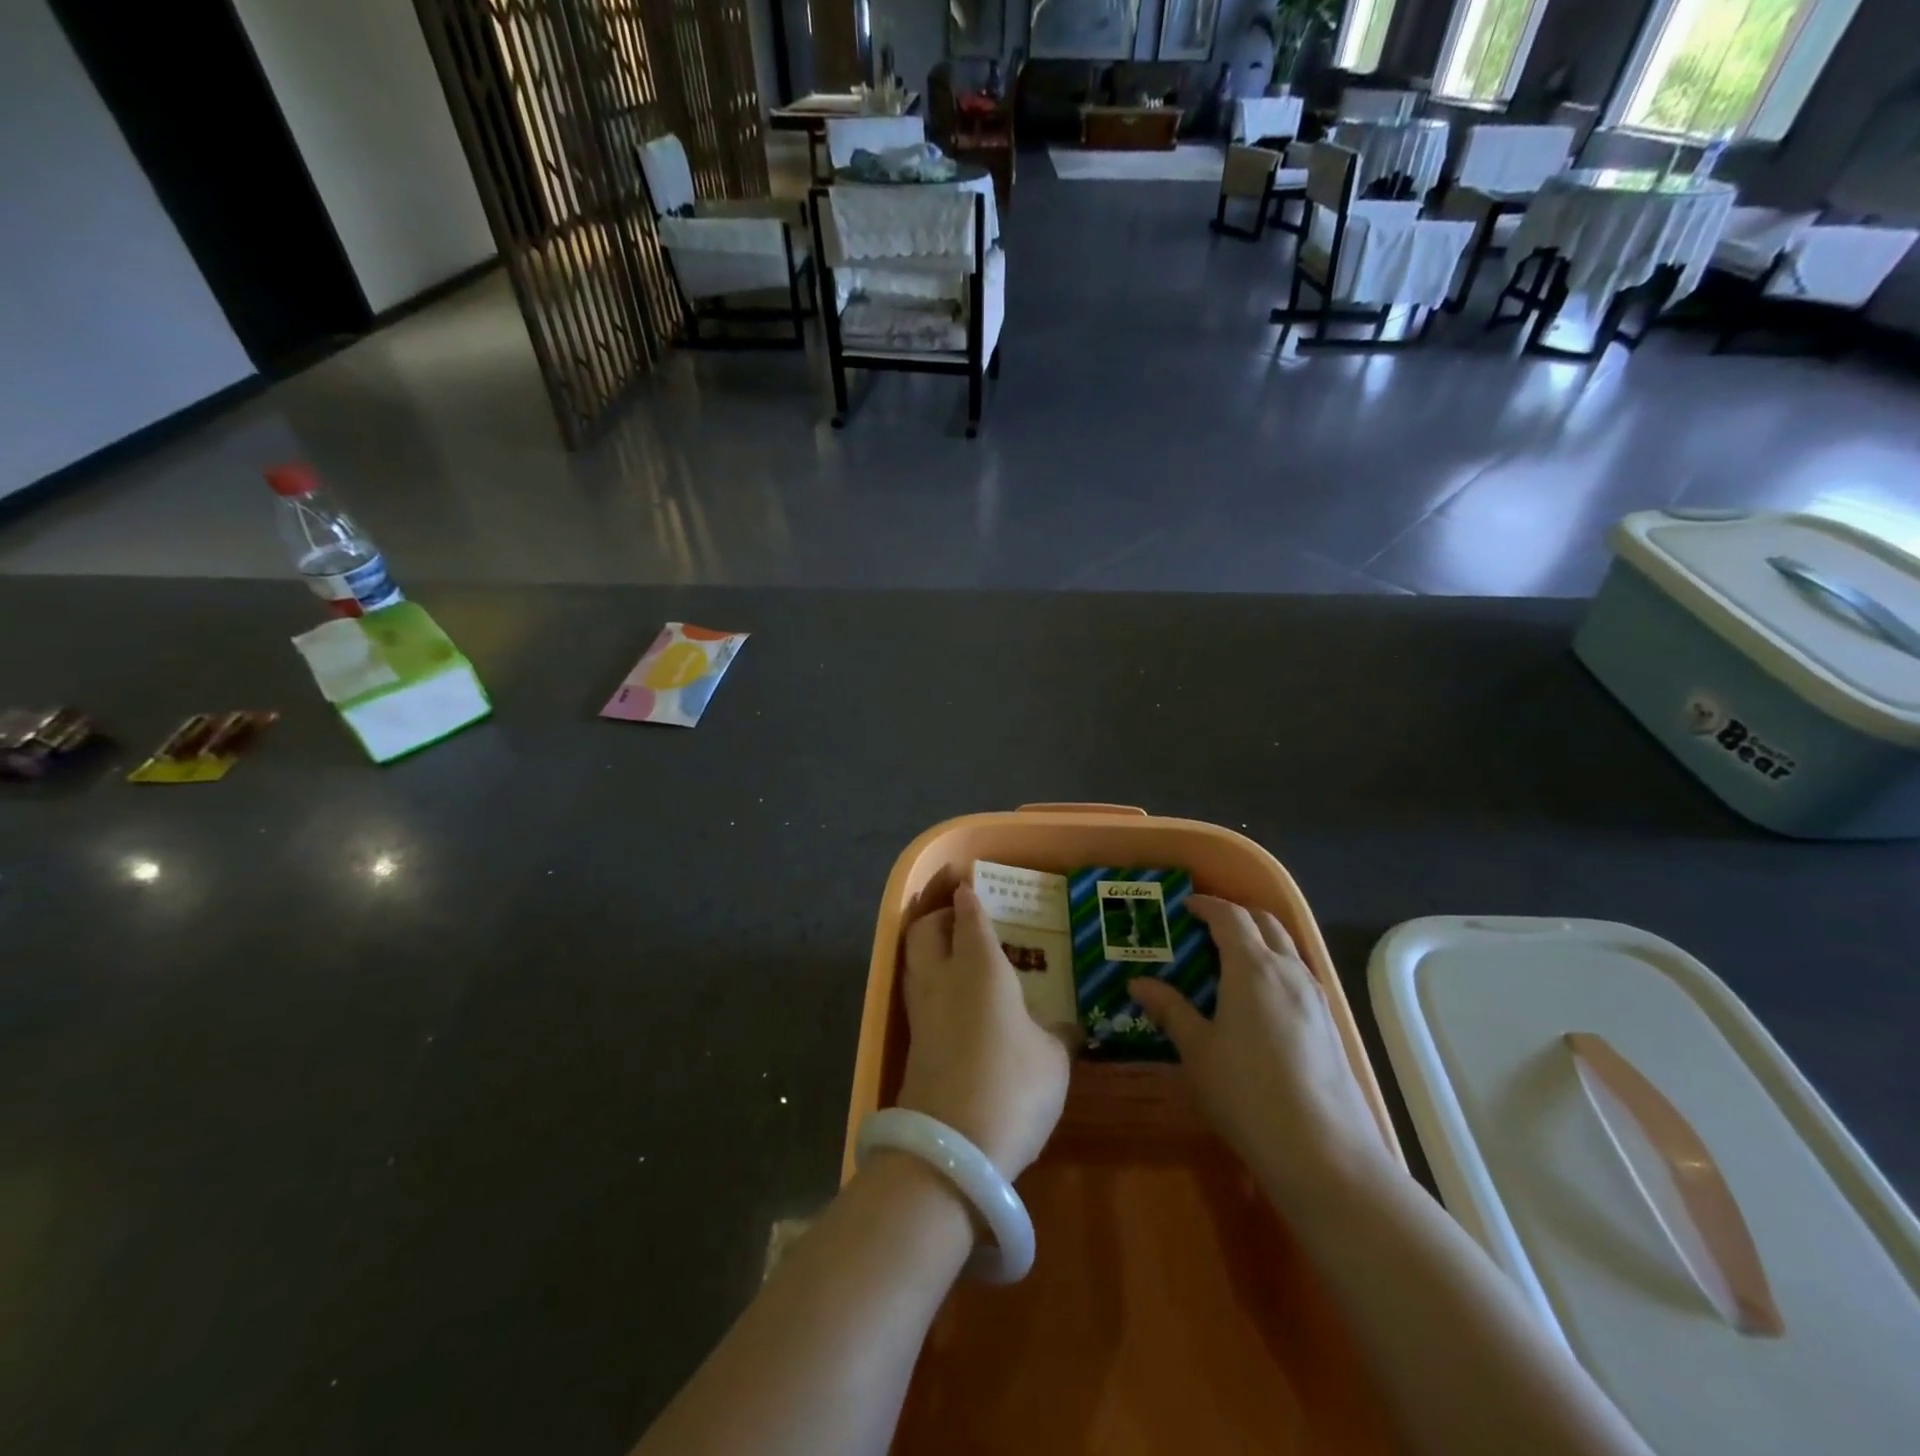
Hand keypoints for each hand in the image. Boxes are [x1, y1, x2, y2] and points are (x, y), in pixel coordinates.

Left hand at [897, 886, 1069, 1179]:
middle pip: (925, 931)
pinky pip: (918, 997)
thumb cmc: (1013, 1086)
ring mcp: (921, 1013)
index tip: (968, 886)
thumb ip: (1057, 1036)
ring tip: (954, 956)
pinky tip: (954, 1004)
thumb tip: (1067, 1029)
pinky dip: (931, 986)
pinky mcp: (912, 1046)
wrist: (951, 1150)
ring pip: (914, 962)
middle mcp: (942, 980)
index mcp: (980, 968)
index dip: (969, 899)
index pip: (970, 919)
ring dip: (929, 950)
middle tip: (958, 918)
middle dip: (938, 917)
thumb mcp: (1053, 1060)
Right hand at [1129, 896, 1393, 1210]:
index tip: (1185, 907)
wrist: (1324, 1154)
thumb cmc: (1247, 1094)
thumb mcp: (1197, 1051)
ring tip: (1230, 960)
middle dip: (1236, 916)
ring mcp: (1315, 997)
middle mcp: (1289, 971)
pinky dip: (1276, 967)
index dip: (1207, 906)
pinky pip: (1299, 975)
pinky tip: (1260, 1000)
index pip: (1230, 917)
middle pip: (1265, 923)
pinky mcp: (1330, 1024)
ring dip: (1260, 940)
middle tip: (1206, 928)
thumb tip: (1138, 983)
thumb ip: (1170, 1010)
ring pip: (1287, 948)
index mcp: (1253, 967)